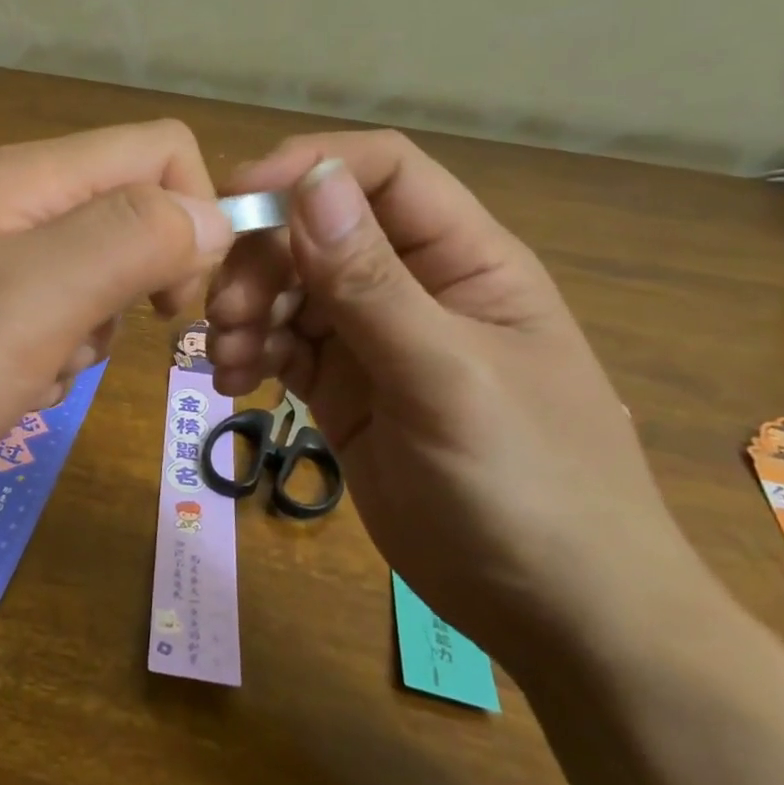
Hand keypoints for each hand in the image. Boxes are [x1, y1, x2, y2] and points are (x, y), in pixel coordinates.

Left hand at [0, 121, 233, 525]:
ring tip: (24, 378)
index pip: (162, 153)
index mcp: (33, 181)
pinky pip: (42, 326)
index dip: (196, 217)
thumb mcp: (27, 302)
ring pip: (90, 283)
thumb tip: (214, 214)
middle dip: (137, 291)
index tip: (177, 302)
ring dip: (84, 338)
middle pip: (130, 220)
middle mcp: (12, 207)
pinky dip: (41, 364)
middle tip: (83, 348)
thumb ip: (129, 243)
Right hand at [205, 131, 713, 662]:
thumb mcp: (447, 380)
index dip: (309, 167)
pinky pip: (281, 343)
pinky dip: (248, 350)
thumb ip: (372, 284)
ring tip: (228, 359)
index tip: (237, 195)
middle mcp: (414, 284)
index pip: (382, 173)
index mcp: (464, 259)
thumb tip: (310, 181)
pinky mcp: (342, 387)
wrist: (559, 617)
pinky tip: (232, 382)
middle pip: (317, 229)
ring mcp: (374, 337)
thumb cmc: (531, 489)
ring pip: (289, 287)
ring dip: (246, 308)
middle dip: (261, 258)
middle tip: (224, 313)